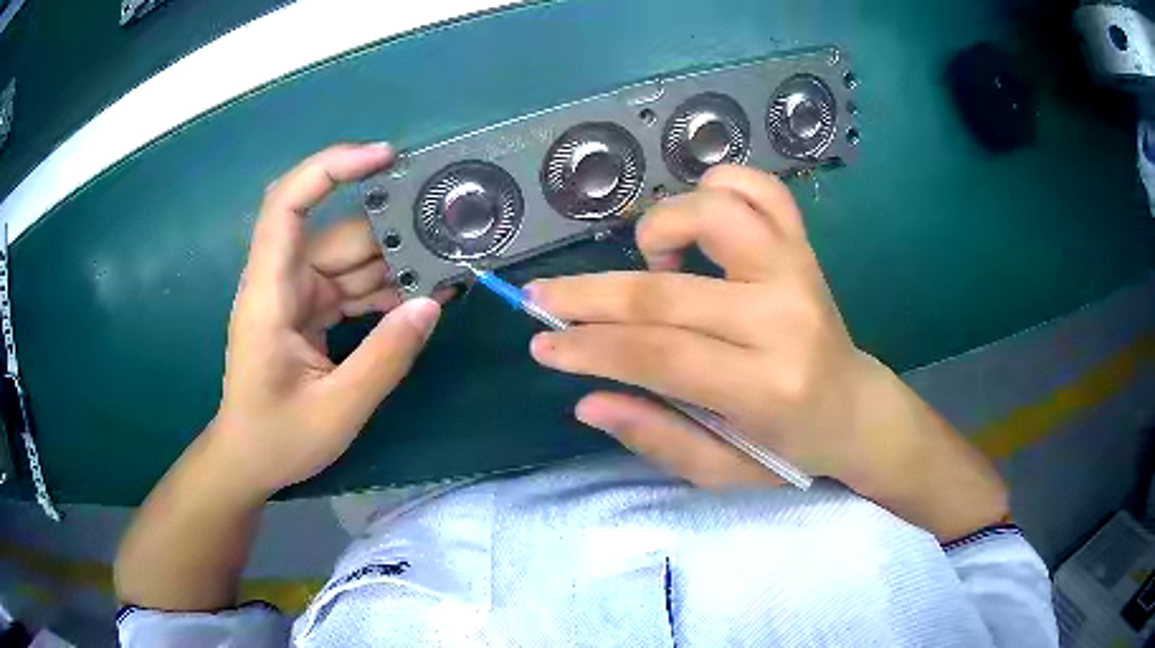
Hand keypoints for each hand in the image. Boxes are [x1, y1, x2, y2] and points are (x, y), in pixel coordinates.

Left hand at [211, 143, 442, 496]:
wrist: (248, 461)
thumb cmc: (277, 438)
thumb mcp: (337, 408)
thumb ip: (385, 357)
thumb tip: (432, 304)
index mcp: (270, 293)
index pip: (288, 204)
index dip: (331, 168)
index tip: (384, 157)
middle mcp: (281, 281)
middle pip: (337, 234)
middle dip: (392, 233)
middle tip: (450, 237)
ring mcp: (296, 295)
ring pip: (349, 260)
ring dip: (394, 264)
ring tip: (446, 272)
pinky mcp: (308, 311)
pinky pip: (350, 286)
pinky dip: (383, 290)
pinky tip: (420, 300)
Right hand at [528, 165, 1006, 537]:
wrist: (856, 410)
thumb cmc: (792, 450)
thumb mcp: (723, 471)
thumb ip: (657, 436)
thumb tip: (587, 399)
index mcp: (766, 387)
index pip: (658, 355)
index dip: (588, 348)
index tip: (541, 344)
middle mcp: (783, 318)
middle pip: (666, 291)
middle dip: (588, 295)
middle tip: (541, 297)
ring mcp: (798, 271)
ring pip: (716, 212)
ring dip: (661, 225)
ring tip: (648, 260)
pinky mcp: (805, 248)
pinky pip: (762, 189)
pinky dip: (718, 185)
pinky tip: (698, 217)